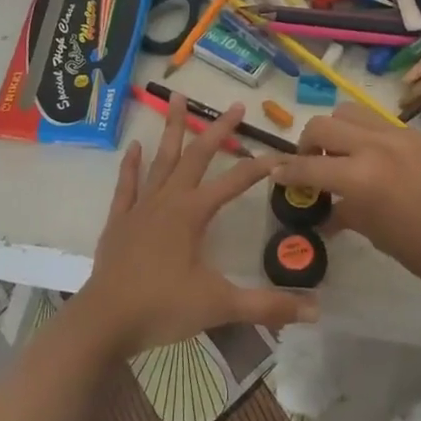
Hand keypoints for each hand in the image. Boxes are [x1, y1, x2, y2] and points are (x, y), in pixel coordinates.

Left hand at [74, 95, 318, 357]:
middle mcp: (168, 201)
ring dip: (172, 130)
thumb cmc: (162, 308)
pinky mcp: (119, 221)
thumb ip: (267, 306)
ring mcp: (140, 208)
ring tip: (177, 98)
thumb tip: (316, 312)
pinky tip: (135, 146)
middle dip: (217, 130)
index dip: (260, 167)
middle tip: (235, 106)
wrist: (104, 322)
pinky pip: (127, 185)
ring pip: (161, 160)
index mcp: (193, 214)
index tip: (281, 153)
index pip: (234, 182)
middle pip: (196, 157)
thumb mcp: (220, 306)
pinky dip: (131, 164)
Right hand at [270, 104, 420, 302]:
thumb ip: (347, 213)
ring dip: (339, 130)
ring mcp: (403, 135)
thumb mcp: (378, 235)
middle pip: (325, 123)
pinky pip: (384, 125)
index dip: (285, 170)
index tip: (275, 173)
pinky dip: (370, 137)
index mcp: (361, 176)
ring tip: (344, 155)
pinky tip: (382, 164)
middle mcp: (377, 145)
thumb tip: (327, 212)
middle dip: (308, 142)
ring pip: (354, 112)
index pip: (308, 165)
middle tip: (312, 164)